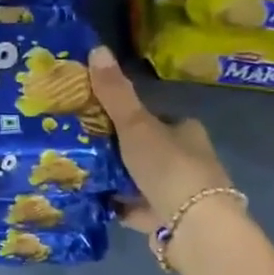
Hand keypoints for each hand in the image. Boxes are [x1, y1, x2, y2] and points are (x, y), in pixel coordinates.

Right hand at [88, 45, 233, 234]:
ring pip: (141, 180)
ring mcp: (179, 193)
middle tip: (82, 146)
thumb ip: (115, 93)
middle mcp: (188, 160)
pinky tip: (94, 201)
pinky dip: (119, 205)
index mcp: (186, 131)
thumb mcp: (136, 125)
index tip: (98, 118)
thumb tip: (96, 47)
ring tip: (81, 172)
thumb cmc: (168, 167)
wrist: (192, 227)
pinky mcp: (168, 221)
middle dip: (119, 150)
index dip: (128, 117)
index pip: (155, 118)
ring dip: (118, 179)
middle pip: (147, 149)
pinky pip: (137, 209)